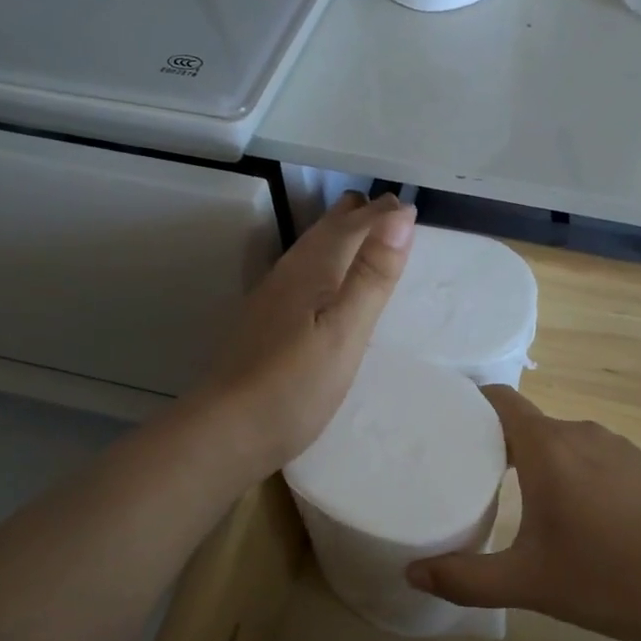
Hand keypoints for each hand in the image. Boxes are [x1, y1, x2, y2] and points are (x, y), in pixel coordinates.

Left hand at [190, 192, 414, 479]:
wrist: (227, 430)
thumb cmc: (295, 384)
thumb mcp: (346, 330)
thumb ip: (372, 274)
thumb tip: (400, 214)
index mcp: (313, 268)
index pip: (354, 223)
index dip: (384, 214)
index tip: (412, 210)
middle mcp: (290, 271)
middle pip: (328, 228)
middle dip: (361, 216)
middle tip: (395, 218)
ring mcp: (274, 296)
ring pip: (313, 248)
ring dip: (343, 237)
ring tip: (369, 239)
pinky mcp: (267, 320)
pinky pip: (305, 272)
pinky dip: (329, 263)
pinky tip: (330, 286)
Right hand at [406, 387, 640, 640]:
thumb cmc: (605, 576)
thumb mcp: (528, 583)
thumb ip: (466, 578)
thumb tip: (413, 572)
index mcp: (547, 448)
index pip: (500, 399)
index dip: (470, 402)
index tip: (445, 421)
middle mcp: (579, 433)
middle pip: (526, 422)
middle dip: (496, 442)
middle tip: (470, 474)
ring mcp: (615, 444)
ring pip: (560, 439)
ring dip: (536, 458)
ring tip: (516, 494)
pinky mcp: (640, 461)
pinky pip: (590, 453)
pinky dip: (570, 468)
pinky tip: (573, 508)